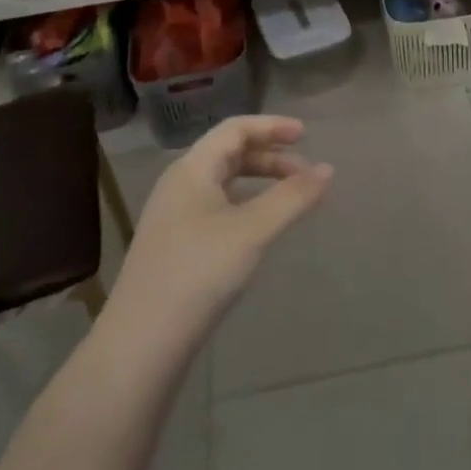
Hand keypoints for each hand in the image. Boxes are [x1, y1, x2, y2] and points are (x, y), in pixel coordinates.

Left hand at [108, 116, 330, 350]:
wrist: (142, 343)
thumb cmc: (198, 272)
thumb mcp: (252, 230)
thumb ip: (292, 197)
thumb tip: (328, 169)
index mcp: (191, 169)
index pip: (235, 129)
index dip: (271, 126)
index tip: (306, 135)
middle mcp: (179, 184)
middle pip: (229, 154)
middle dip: (270, 157)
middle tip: (305, 173)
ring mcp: (174, 216)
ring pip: (223, 183)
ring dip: (258, 182)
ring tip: (289, 199)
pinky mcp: (175, 245)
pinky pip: (216, 207)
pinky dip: (245, 205)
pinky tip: (260, 229)